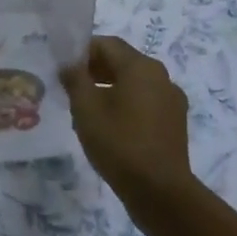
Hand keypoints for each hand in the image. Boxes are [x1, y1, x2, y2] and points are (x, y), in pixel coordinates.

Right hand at [61, 36, 197, 206]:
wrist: (160, 191)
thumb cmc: (119, 143)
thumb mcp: (86, 108)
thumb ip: (75, 79)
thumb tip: (69, 64)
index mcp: (141, 67)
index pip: (107, 44)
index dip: (81, 51)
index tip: (62, 68)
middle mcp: (161, 77)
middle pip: (122, 61)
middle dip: (94, 70)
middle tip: (69, 88)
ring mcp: (171, 100)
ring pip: (134, 83)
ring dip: (108, 88)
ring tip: (85, 110)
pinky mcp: (174, 122)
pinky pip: (145, 102)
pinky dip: (125, 104)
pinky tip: (108, 127)